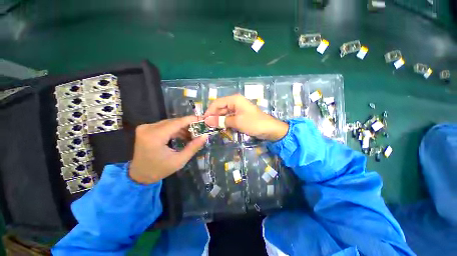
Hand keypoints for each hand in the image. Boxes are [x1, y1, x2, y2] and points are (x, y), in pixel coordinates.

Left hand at [129, 116, 207, 183]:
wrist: (139, 175)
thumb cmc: (159, 170)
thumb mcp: (179, 161)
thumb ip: (193, 147)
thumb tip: (205, 136)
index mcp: (155, 136)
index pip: (176, 123)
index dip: (191, 120)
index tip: (203, 120)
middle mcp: (148, 128)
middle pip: (174, 122)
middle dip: (188, 125)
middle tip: (200, 130)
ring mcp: (146, 127)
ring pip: (170, 123)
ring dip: (183, 128)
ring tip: (193, 135)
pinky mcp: (147, 129)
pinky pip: (165, 126)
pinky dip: (176, 130)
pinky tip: (184, 136)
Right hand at [204, 94, 288, 140]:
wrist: (270, 129)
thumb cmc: (254, 123)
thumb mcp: (237, 122)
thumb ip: (221, 121)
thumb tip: (207, 121)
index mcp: (234, 100)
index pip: (217, 103)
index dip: (209, 111)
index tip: (203, 121)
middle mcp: (235, 102)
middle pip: (220, 108)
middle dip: (213, 116)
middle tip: (206, 126)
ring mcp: (238, 109)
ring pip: (224, 113)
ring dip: (218, 120)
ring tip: (212, 128)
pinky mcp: (240, 116)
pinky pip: (229, 118)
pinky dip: (224, 122)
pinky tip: (220, 128)